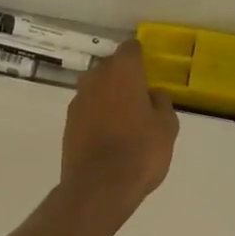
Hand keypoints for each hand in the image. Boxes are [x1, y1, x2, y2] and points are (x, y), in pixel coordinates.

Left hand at [60, 40, 177, 212]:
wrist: (98, 187)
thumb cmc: (140, 151)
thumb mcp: (167, 127)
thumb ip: (162, 104)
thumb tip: (152, 95)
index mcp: (122, 70)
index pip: (130, 48)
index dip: (140, 57)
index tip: (149, 71)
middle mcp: (96, 77)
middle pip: (111, 67)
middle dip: (124, 78)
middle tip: (140, 99)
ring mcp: (78, 100)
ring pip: (97, 88)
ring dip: (109, 97)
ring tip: (125, 121)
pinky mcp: (67, 123)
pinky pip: (87, 110)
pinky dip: (97, 116)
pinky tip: (109, 136)